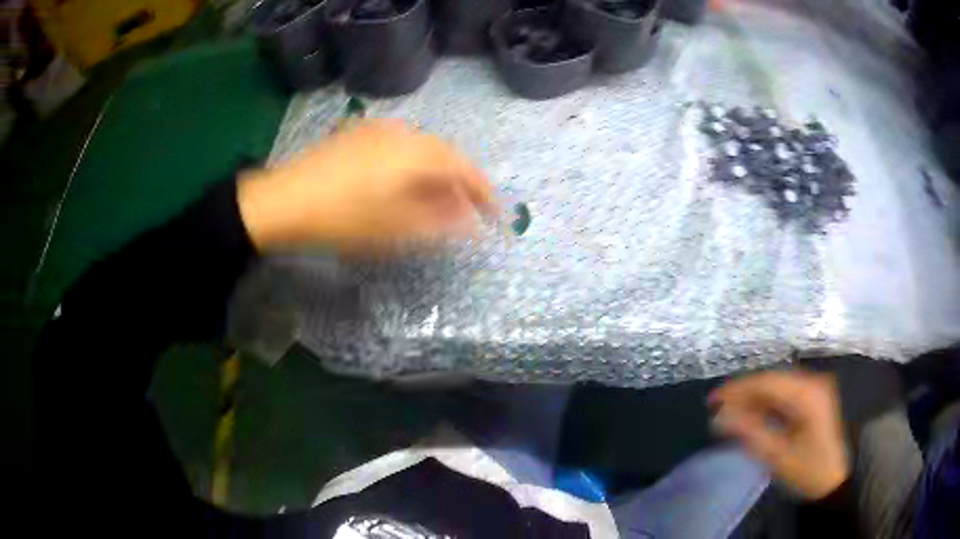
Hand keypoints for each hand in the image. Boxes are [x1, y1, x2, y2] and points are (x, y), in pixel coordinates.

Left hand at [237, 119, 492, 255]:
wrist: (282, 201)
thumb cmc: (340, 219)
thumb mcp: (394, 229)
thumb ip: (440, 223)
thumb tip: (473, 223)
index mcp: (416, 153)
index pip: (465, 169)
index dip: (484, 193)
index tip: (497, 217)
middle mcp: (403, 133)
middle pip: (444, 156)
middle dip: (459, 185)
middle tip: (464, 214)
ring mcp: (378, 130)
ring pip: (421, 150)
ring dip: (435, 175)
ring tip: (434, 203)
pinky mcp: (358, 134)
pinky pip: (399, 147)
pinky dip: (411, 166)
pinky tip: (402, 185)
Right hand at [708, 370, 849, 499]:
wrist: (833, 480)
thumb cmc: (807, 470)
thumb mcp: (777, 456)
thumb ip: (749, 433)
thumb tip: (719, 416)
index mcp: (808, 394)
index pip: (767, 382)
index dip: (737, 389)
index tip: (712, 400)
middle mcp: (813, 383)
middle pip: (772, 380)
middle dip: (743, 392)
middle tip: (717, 408)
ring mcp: (815, 388)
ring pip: (777, 385)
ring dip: (754, 398)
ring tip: (731, 413)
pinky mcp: (814, 397)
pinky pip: (785, 393)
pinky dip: (766, 403)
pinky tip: (753, 415)